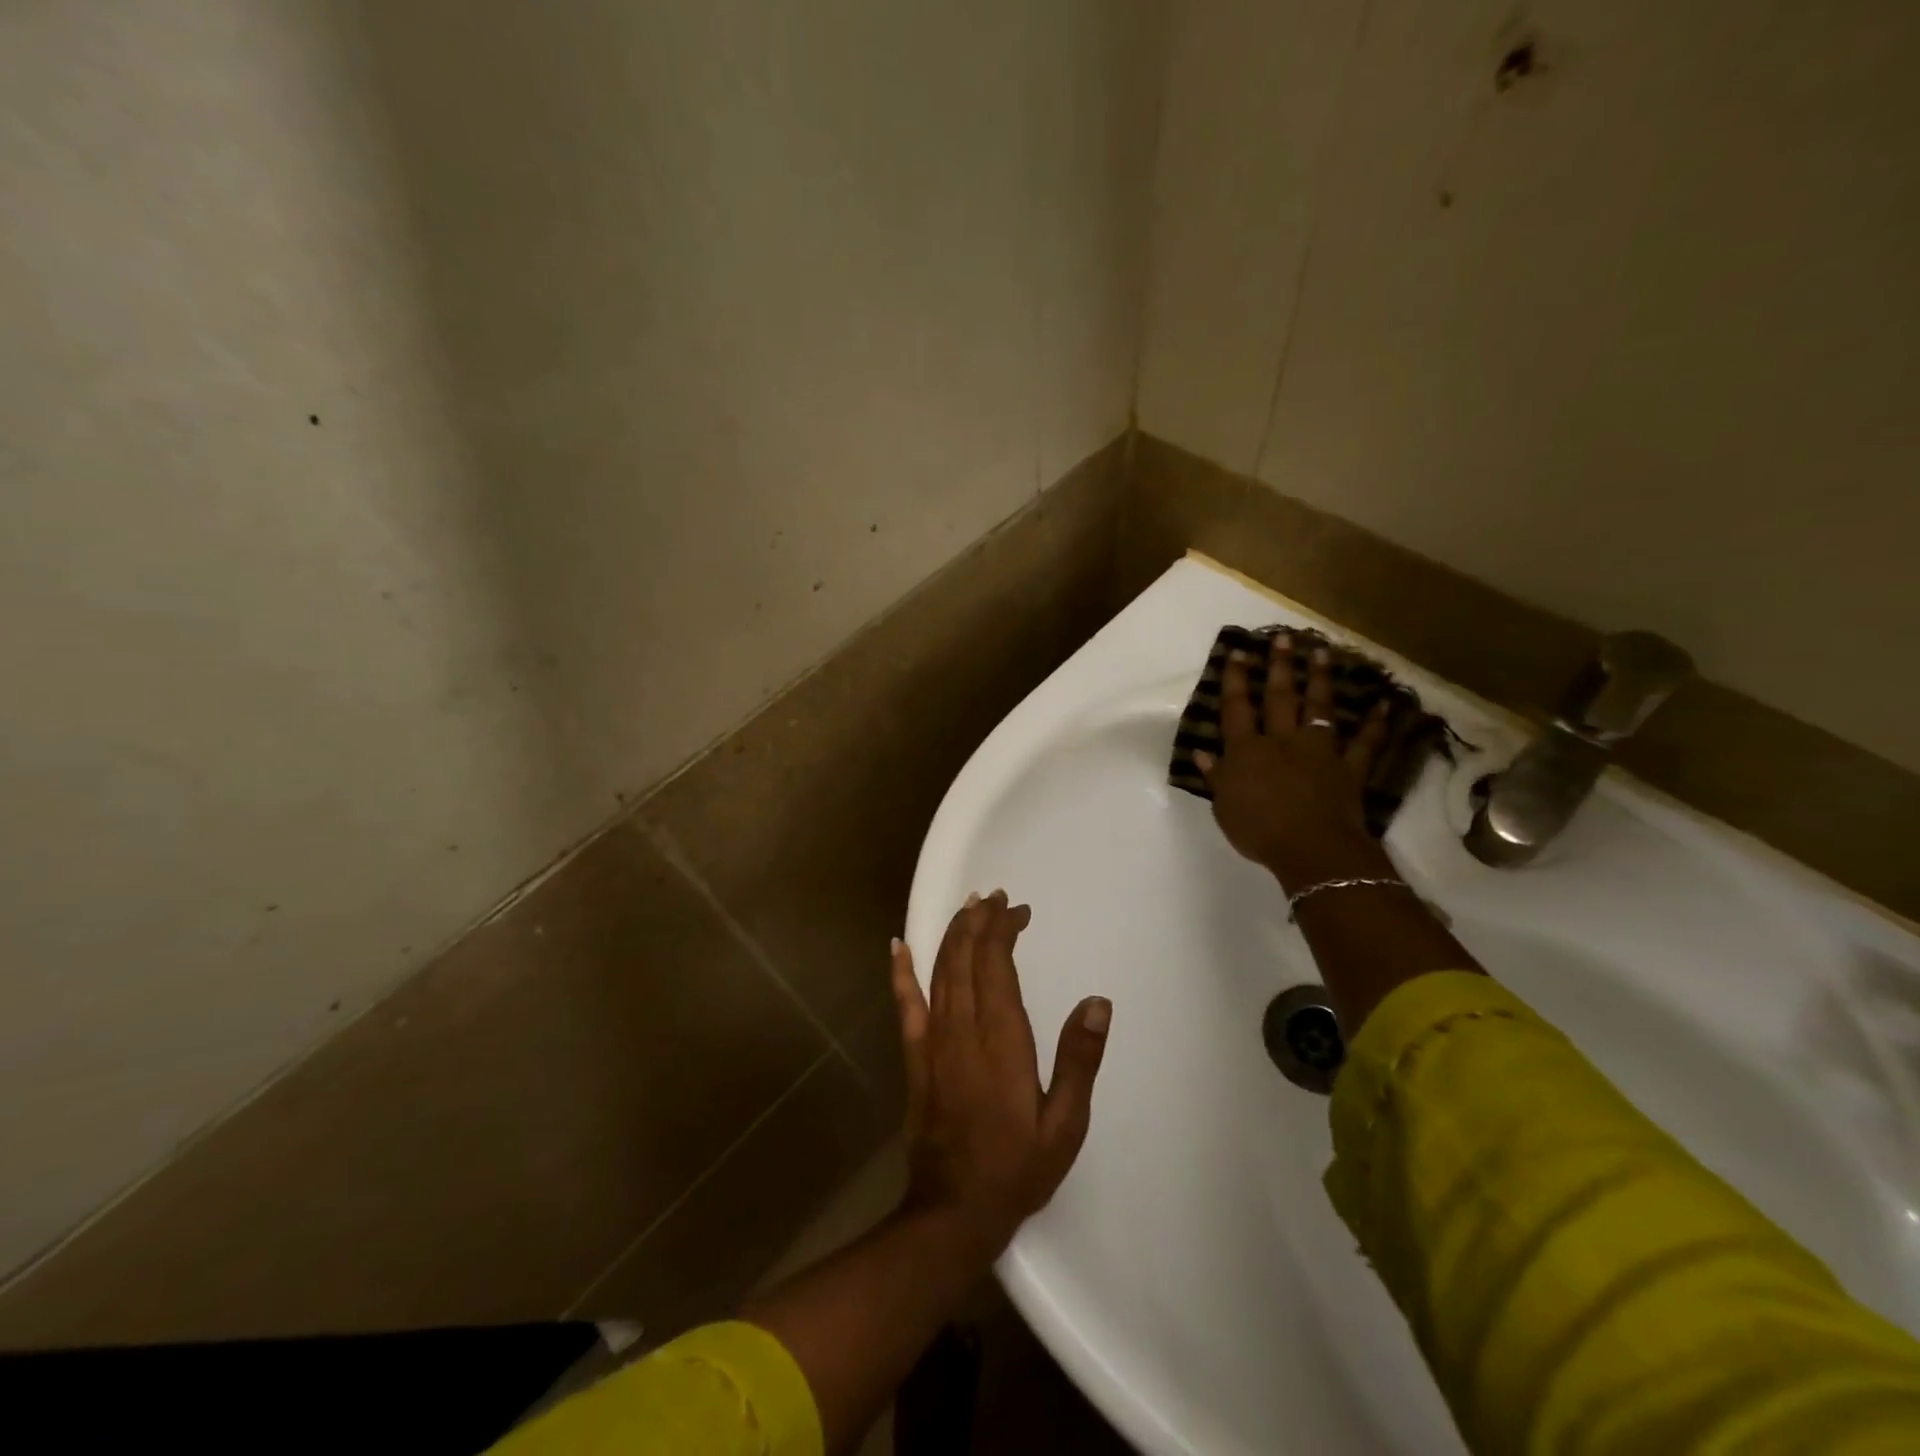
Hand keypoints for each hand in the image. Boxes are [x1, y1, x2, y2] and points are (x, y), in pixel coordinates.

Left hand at [889, 892, 1110, 1257]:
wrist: (954, 1210)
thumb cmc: (1017, 1168)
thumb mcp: (1065, 1124)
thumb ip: (1079, 1060)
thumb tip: (1097, 1003)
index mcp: (1001, 1041)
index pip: (996, 965)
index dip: (1003, 930)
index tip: (1017, 910)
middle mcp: (963, 1030)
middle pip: (965, 958)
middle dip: (980, 922)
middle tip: (996, 899)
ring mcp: (933, 1041)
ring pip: (939, 972)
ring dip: (952, 935)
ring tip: (967, 908)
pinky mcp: (914, 1057)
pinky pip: (905, 1004)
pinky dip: (901, 972)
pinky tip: (897, 946)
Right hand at [1195, 635, 1394, 892]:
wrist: (1310, 848)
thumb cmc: (1258, 830)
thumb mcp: (1223, 806)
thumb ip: (1215, 777)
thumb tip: (1201, 753)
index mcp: (1246, 751)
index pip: (1237, 709)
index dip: (1235, 680)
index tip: (1238, 653)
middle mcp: (1282, 741)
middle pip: (1280, 698)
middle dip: (1280, 667)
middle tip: (1283, 638)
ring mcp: (1319, 752)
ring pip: (1319, 709)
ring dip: (1320, 680)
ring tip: (1322, 653)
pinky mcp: (1348, 769)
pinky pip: (1364, 743)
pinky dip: (1375, 724)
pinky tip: (1384, 704)